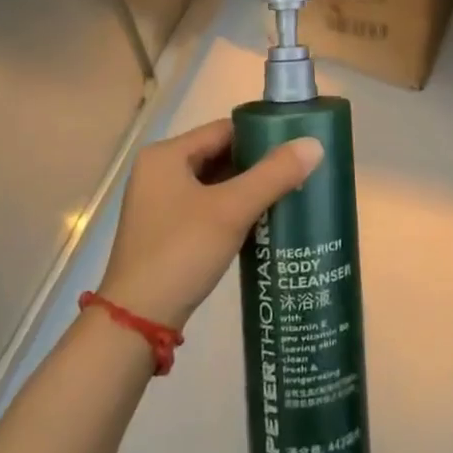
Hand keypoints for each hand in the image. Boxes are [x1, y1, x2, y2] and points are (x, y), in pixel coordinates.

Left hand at [96, 119, 321, 329]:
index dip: (261, 135)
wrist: (137, 322)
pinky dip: (232, 209)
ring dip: (247, 188)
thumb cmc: (181, 252)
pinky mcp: (166, 231)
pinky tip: (262, 221)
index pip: (223, 129)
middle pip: (219, 155)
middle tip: (298, 171)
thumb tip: (315, 144)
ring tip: (288, 193)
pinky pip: (206, 207)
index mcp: (165, 156)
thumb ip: (273, 174)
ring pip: (214, 183)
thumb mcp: (232, 210)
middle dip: (257, 164)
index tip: (296, 146)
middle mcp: (158, 172)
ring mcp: (159, 204)